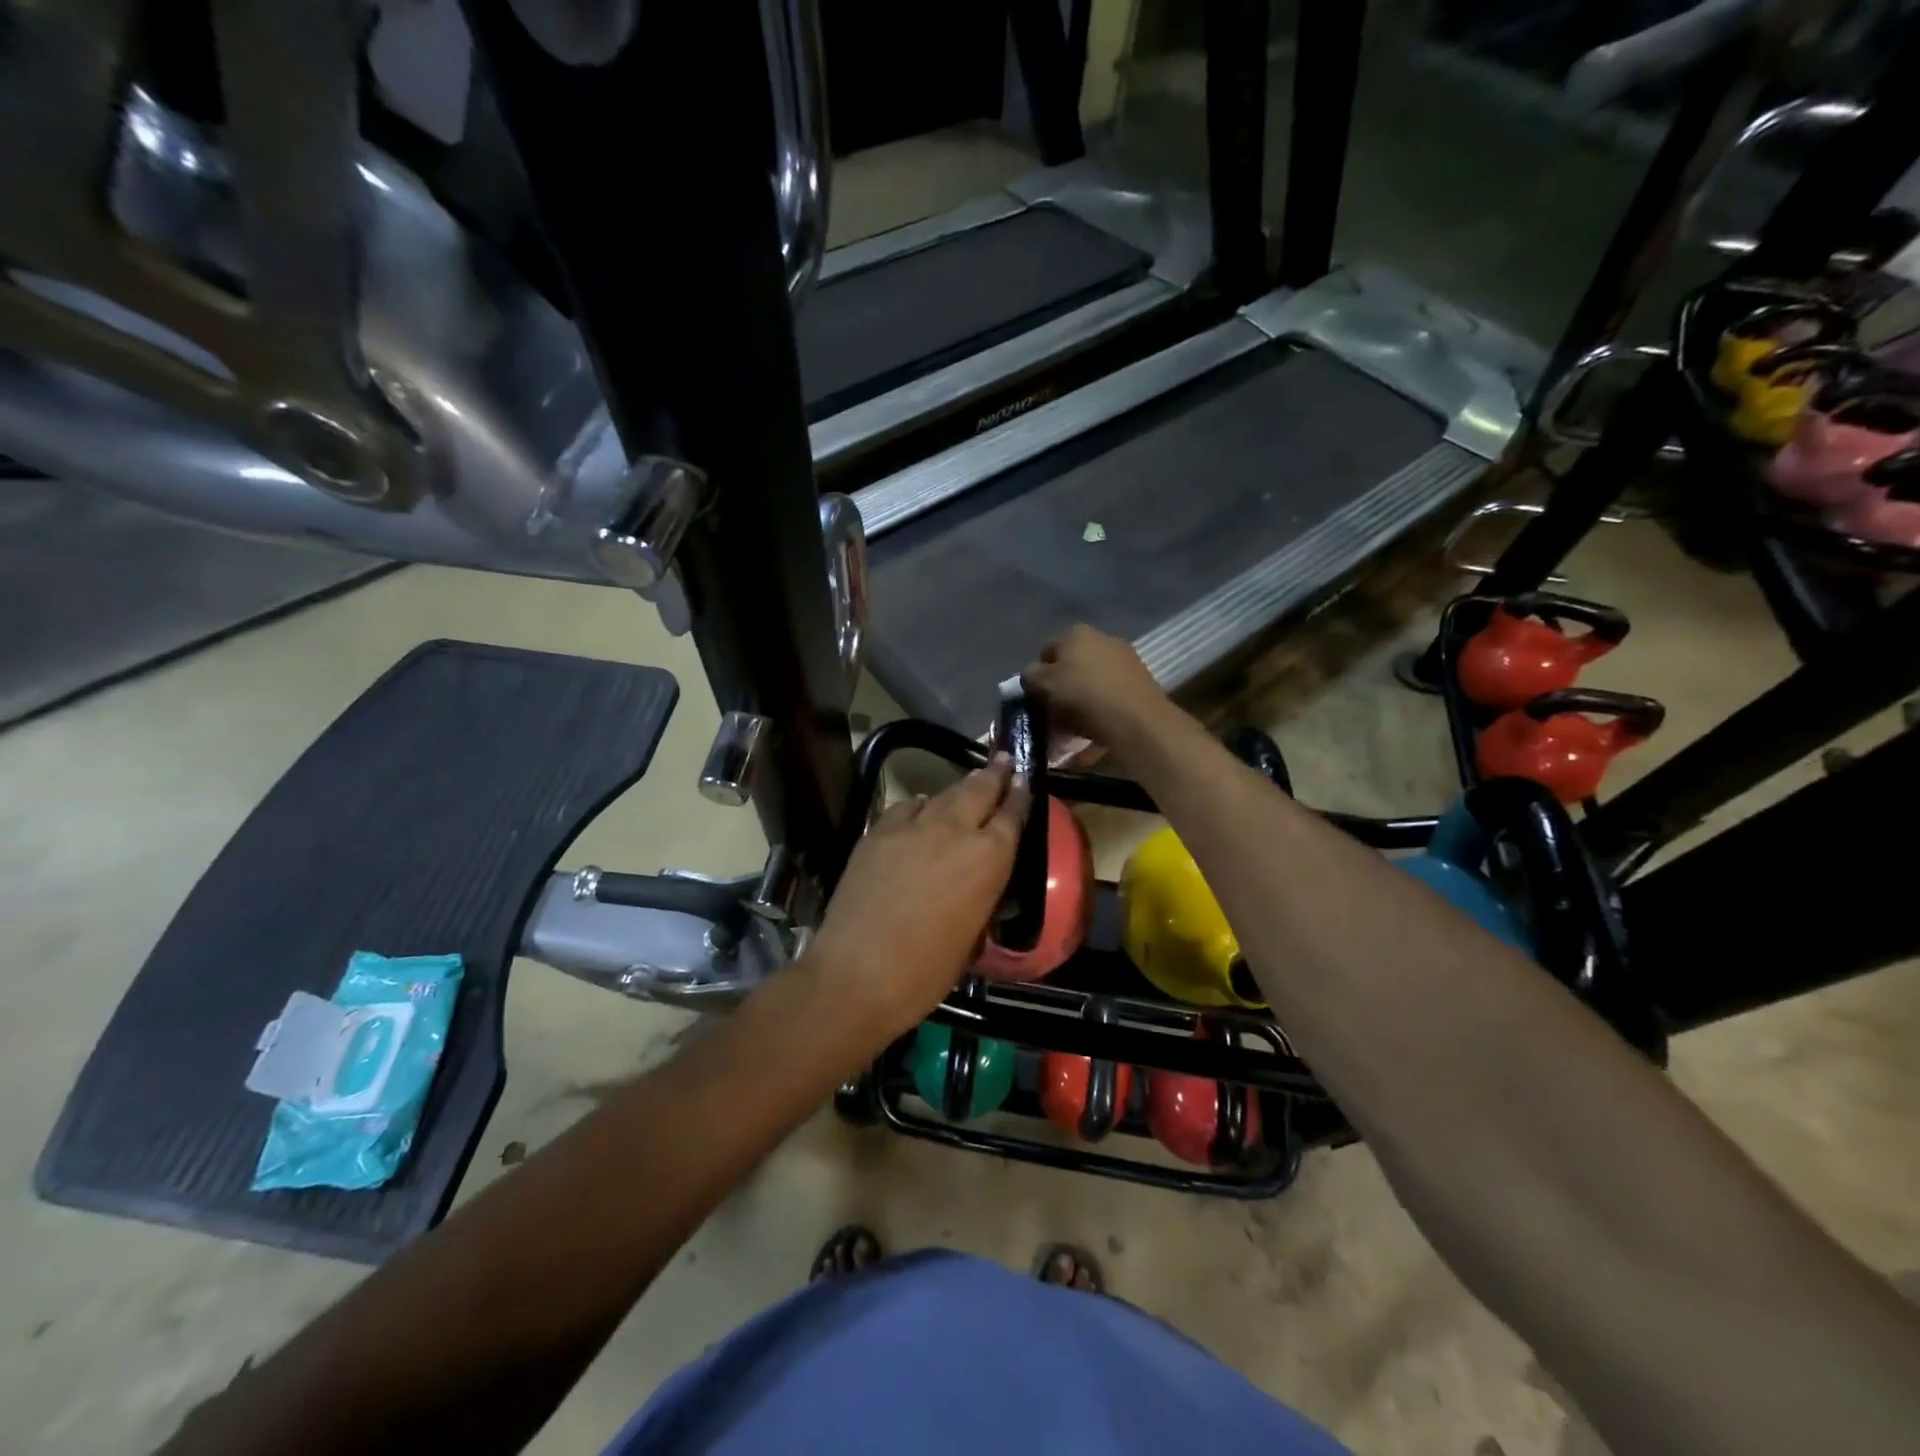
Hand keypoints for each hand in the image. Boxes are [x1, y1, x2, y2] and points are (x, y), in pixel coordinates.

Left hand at [806, 756, 1028, 1045]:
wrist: (858, 973)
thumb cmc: (926, 971)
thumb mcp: (972, 937)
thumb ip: (981, 897)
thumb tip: (979, 886)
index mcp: (988, 858)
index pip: (1012, 814)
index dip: (1020, 794)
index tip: (1024, 779)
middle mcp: (954, 831)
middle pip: (979, 789)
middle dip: (994, 774)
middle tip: (1004, 760)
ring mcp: (912, 827)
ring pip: (942, 795)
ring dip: (958, 790)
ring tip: (968, 783)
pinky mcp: (877, 832)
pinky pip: (906, 809)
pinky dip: (919, 807)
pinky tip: (920, 813)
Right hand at [1023, 624, 1168, 745]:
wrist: (1136, 720)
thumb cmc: (1082, 696)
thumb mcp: (1043, 685)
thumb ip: (1030, 676)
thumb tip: (1032, 675)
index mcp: (1075, 633)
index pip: (1047, 652)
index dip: (1039, 676)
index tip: (1038, 699)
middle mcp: (1102, 638)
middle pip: (1072, 665)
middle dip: (1063, 686)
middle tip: (1056, 712)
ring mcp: (1125, 658)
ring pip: (1092, 679)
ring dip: (1083, 697)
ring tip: (1076, 724)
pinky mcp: (1141, 681)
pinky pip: (1111, 693)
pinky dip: (1102, 706)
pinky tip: (1097, 725)